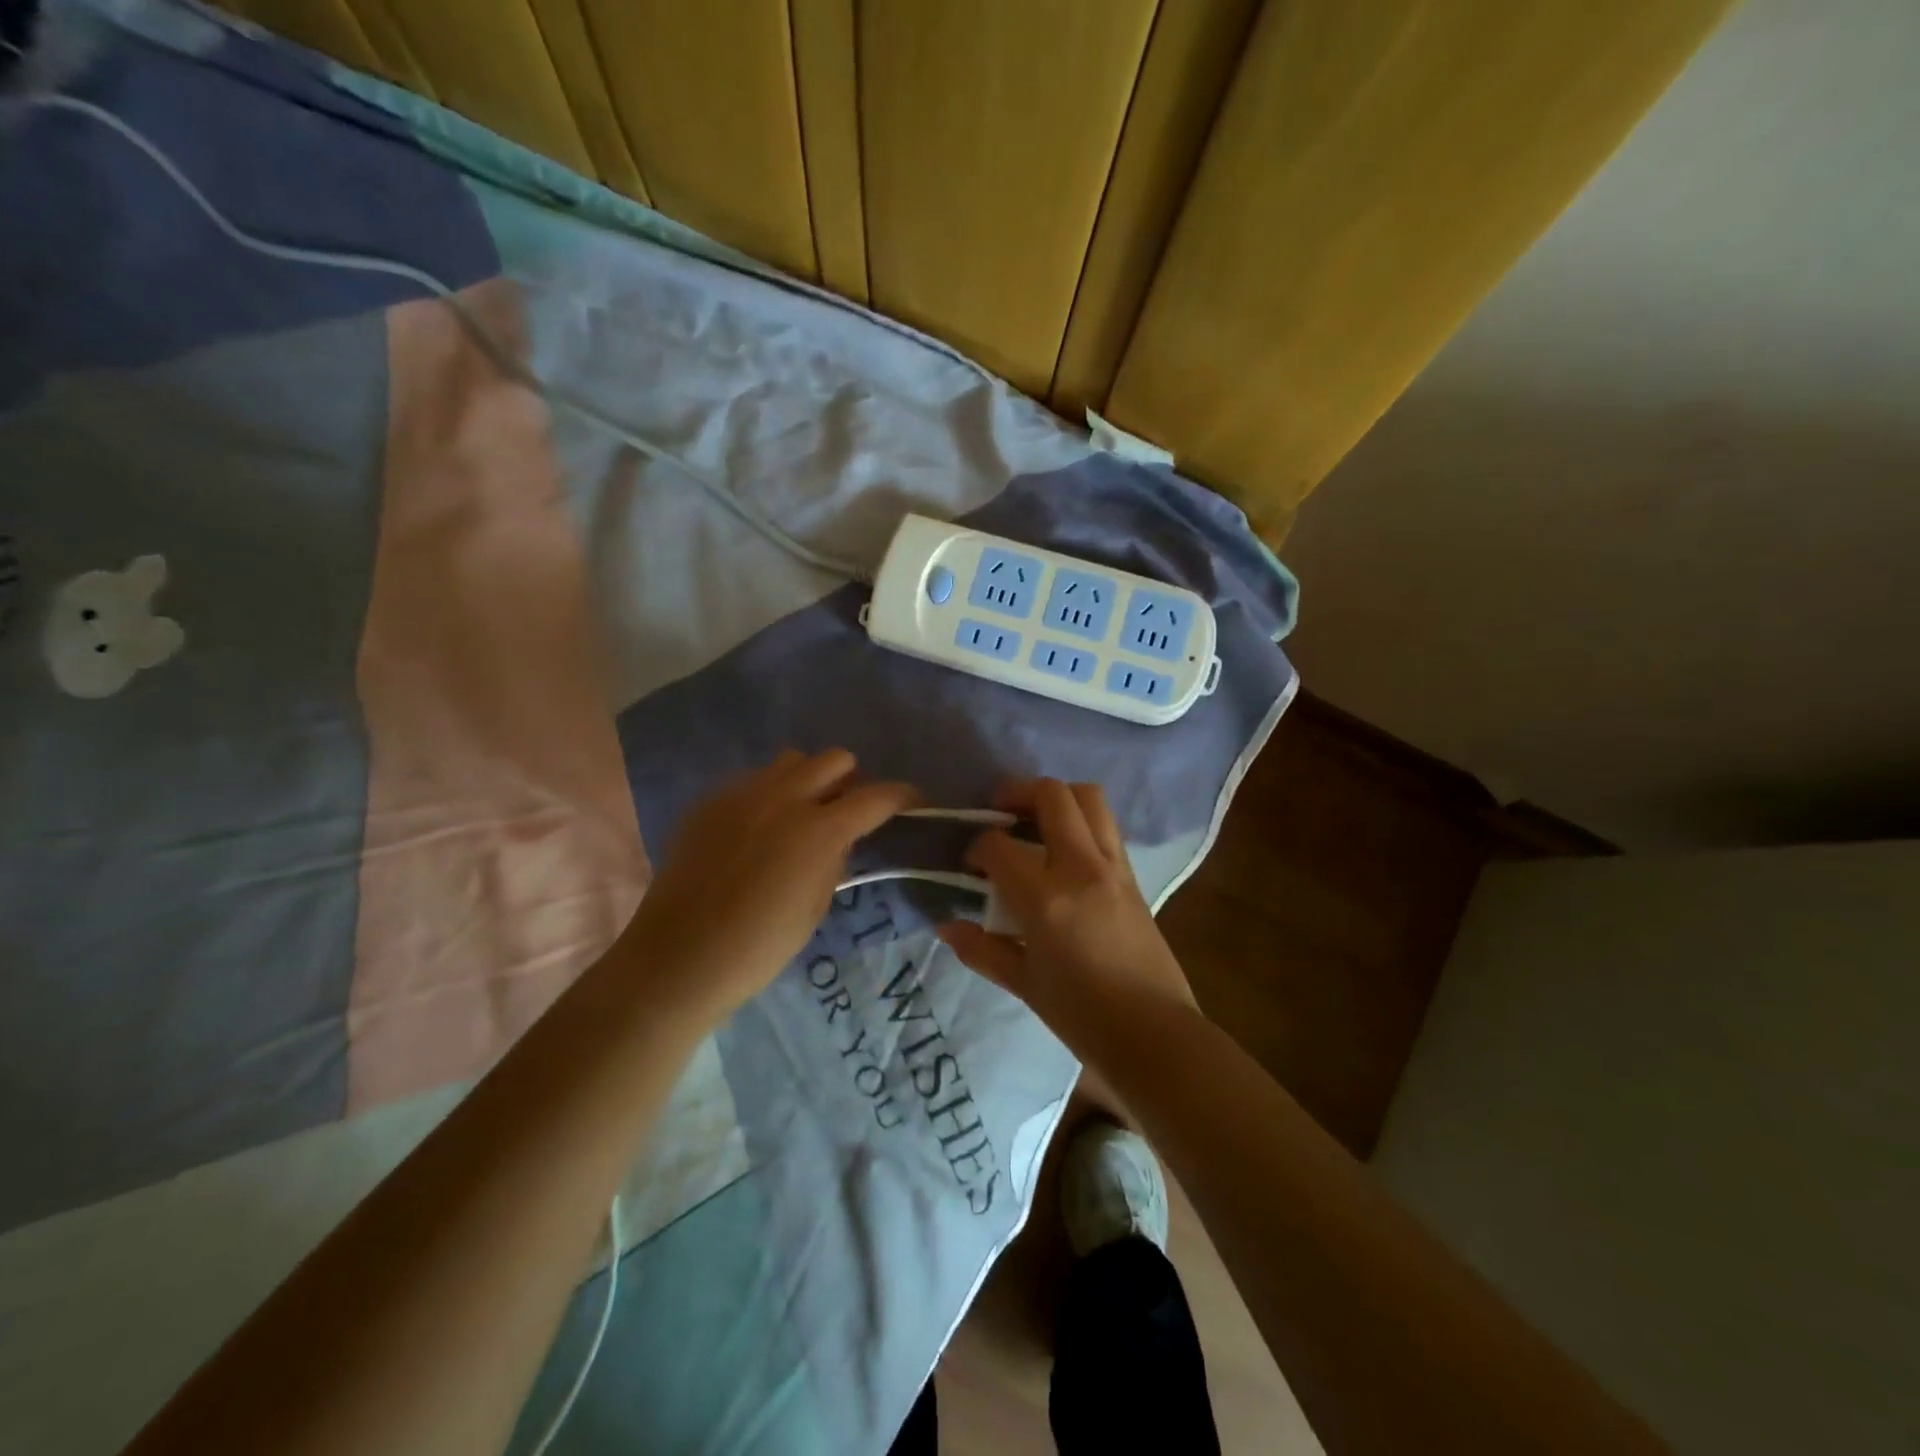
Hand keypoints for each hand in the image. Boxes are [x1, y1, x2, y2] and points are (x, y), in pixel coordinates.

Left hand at [621, 749, 914, 1021]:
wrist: (680, 957)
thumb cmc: (759, 946)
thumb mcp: (816, 906)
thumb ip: (835, 859)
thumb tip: (841, 838)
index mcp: (819, 830)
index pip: (877, 796)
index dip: (903, 796)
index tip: (915, 802)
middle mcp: (784, 798)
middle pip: (835, 759)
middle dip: (851, 781)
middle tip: (847, 812)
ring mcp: (742, 794)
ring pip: (792, 761)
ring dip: (809, 780)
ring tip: (801, 814)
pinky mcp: (710, 802)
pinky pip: (752, 781)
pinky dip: (769, 795)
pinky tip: (758, 830)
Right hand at [937, 779, 1196, 1047]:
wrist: (1154, 1034)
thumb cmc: (1082, 1015)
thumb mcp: (1024, 984)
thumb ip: (982, 949)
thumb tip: (946, 926)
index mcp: (1047, 898)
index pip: (999, 846)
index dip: (977, 845)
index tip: (970, 861)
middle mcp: (1082, 868)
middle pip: (1053, 796)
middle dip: (1018, 792)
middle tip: (999, 810)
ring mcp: (1114, 867)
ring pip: (1089, 798)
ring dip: (1057, 797)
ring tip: (1035, 818)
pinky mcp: (1133, 875)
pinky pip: (1106, 826)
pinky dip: (1081, 820)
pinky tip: (1064, 848)